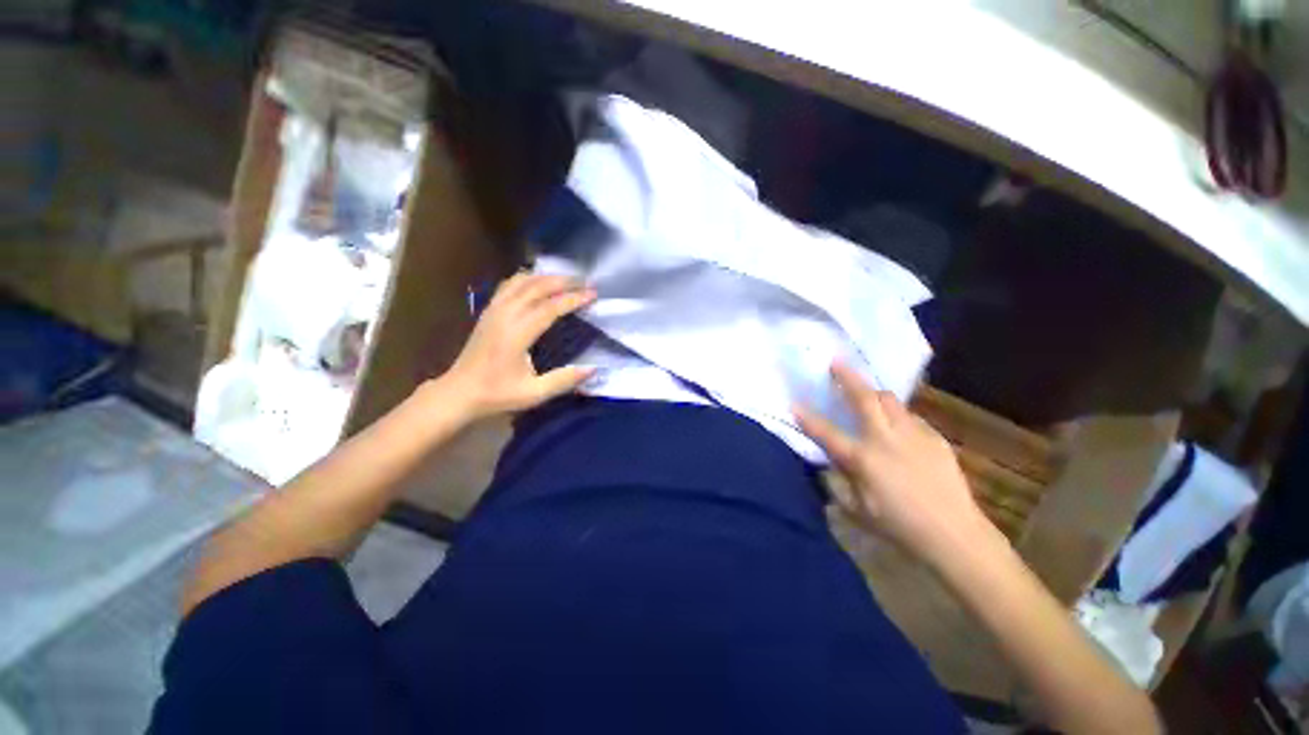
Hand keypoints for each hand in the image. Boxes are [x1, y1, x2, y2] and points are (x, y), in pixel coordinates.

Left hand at [439, 273, 596, 420]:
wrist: (459, 393)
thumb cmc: (497, 394)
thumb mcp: (534, 393)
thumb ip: (564, 380)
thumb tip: (593, 369)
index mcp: (517, 333)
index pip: (550, 307)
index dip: (573, 299)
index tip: (593, 294)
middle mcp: (505, 315)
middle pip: (537, 287)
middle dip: (564, 281)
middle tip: (586, 282)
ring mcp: (494, 310)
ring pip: (522, 281)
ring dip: (546, 277)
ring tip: (567, 279)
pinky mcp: (488, 311)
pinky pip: (509, 285)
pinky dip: (527, 279)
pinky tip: (538, 282)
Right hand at [795, 362, 993, 567]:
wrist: (954, 534)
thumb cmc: (898, 526)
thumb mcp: (856, 508)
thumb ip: (838, 480)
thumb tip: (830, 460)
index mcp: (862, 458)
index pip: (826, 432)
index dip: (807, 417)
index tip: (793, 404)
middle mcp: (886, 439)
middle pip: (865, 397)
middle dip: (848, 377)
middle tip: (836, 363)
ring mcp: (913, 435)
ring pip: (890, 400)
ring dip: (874, 393)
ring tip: (867, 394)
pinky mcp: (934, 438)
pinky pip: (910, 416)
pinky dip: (897, 414)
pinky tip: (896, 426)